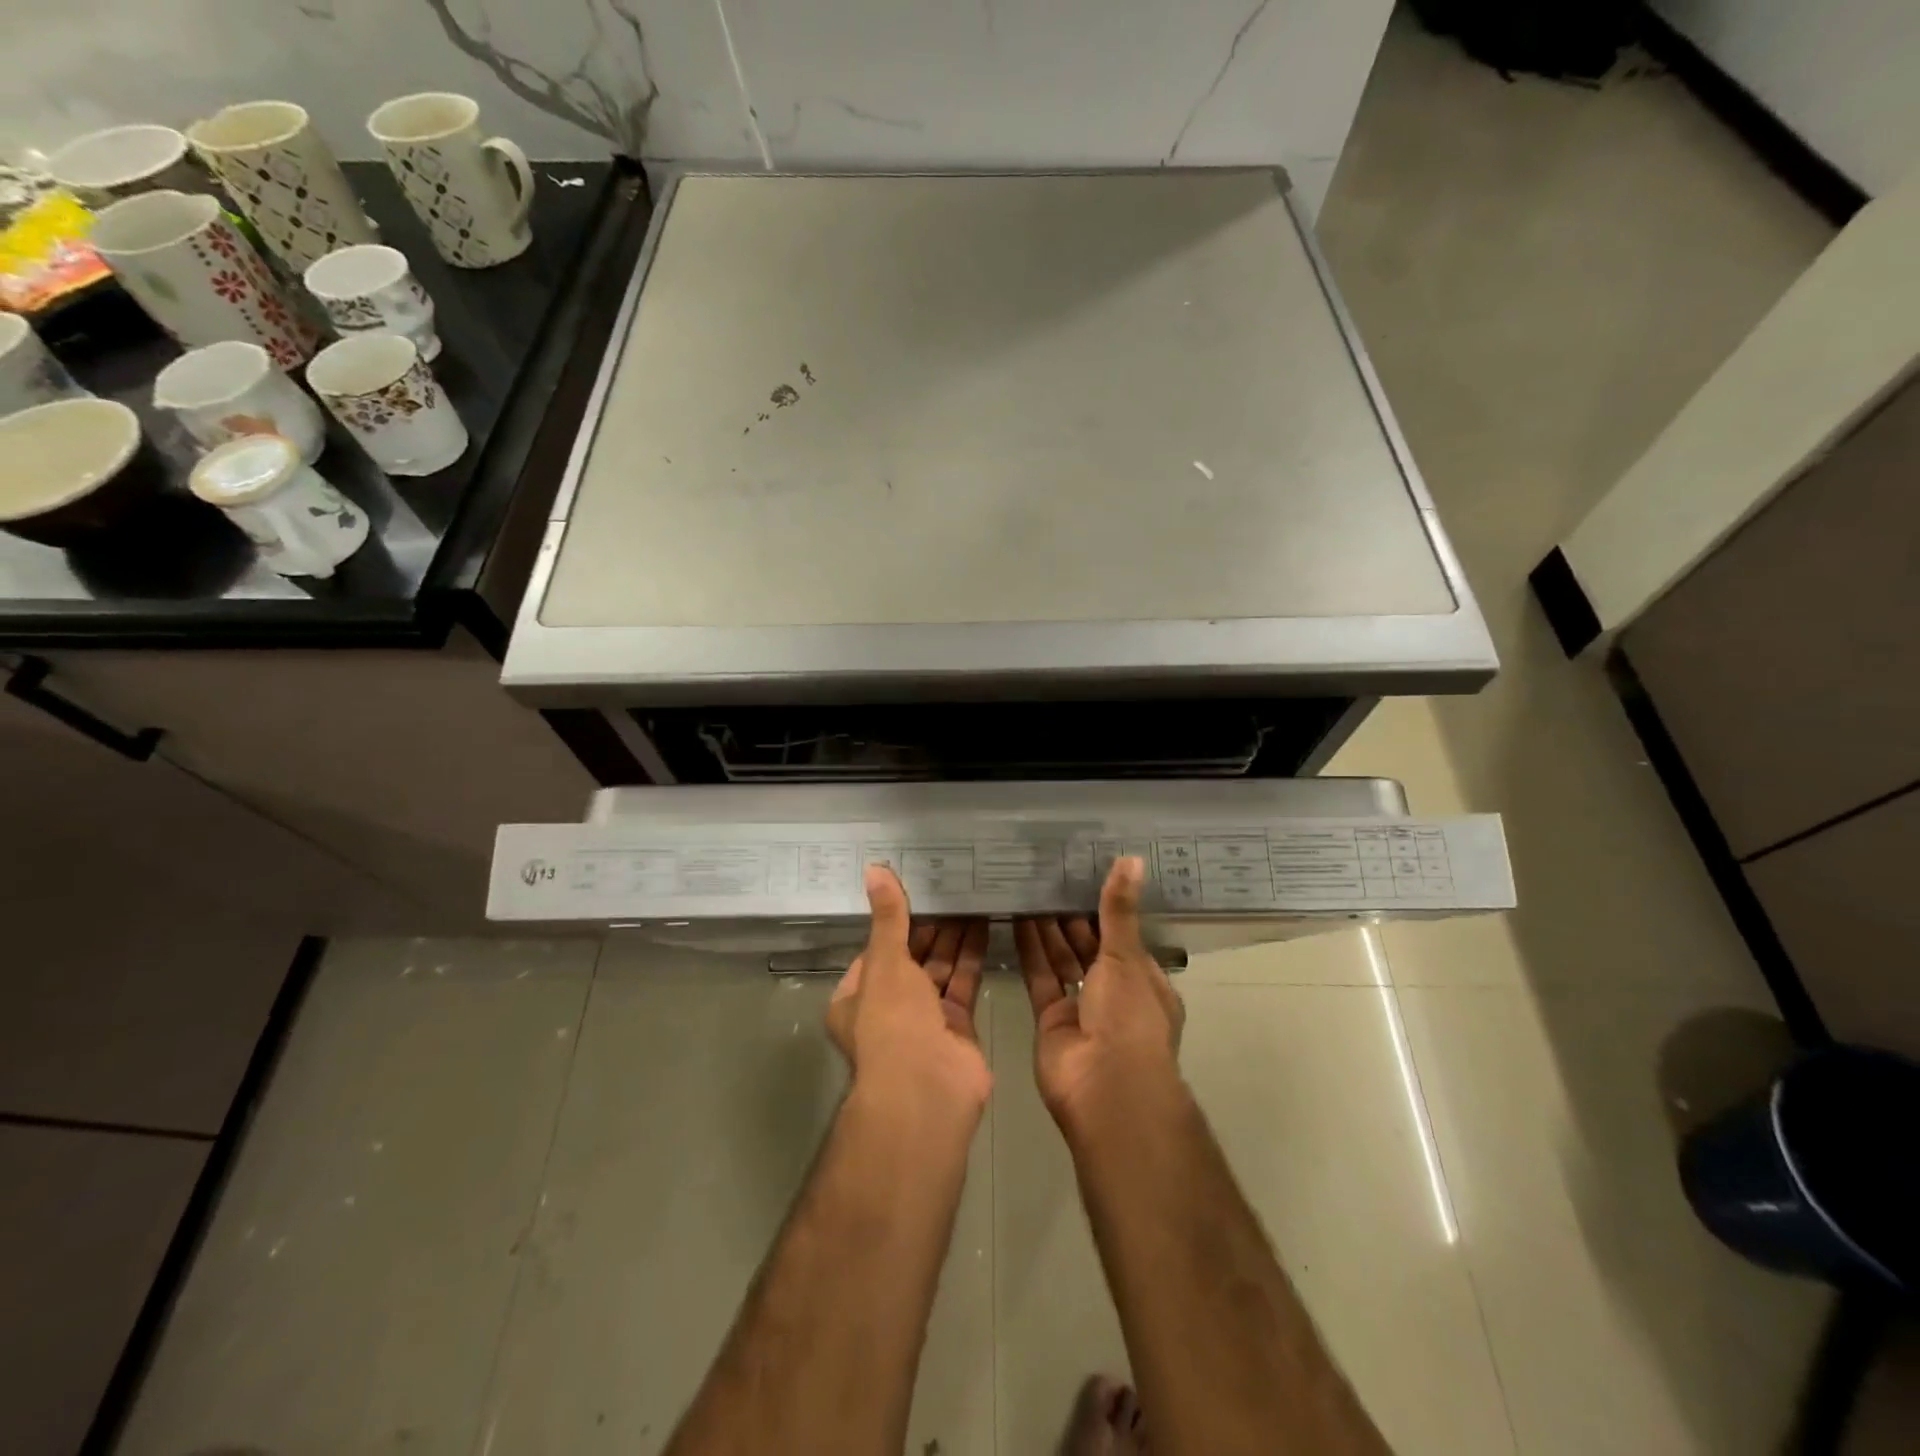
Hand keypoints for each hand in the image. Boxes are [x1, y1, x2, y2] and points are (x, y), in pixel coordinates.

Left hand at [828, 866, 991, 1123]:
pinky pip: (963, 983)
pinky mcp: (956, 1027)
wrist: (928, 1090)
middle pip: (910, 958)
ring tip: (970, 897)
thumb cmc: (893, 1021)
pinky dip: (972, 957)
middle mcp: (888, 1009)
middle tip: (949, 888)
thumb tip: (874, 868)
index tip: (914, 889)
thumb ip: (888, 917)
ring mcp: (924, 1020)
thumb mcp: (885, 962)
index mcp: (856, 997)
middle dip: (929, 927)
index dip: (894, 921)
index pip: (875, 950)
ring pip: (938, 969)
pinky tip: (985, 924)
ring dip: (953, 937)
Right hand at [1014, 857, 1185, 1132]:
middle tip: (1049, 878)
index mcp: (1145, 982)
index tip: (1084, 878)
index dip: (1106, 910)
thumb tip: (1132, 859)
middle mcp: (1115, 995)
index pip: (1124, 938)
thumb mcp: (1127, 956)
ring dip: (1048, 930)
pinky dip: (1030, 951)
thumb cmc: (1129, 1017)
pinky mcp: (1051, 1020)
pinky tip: (1017, 919)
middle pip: (1090, 948)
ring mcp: (1082, 1008)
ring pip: (1063, 960)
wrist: (1105, 1088)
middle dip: (1072, 918)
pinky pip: (1041, 977)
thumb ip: (1119, 910)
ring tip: (1030, 890)